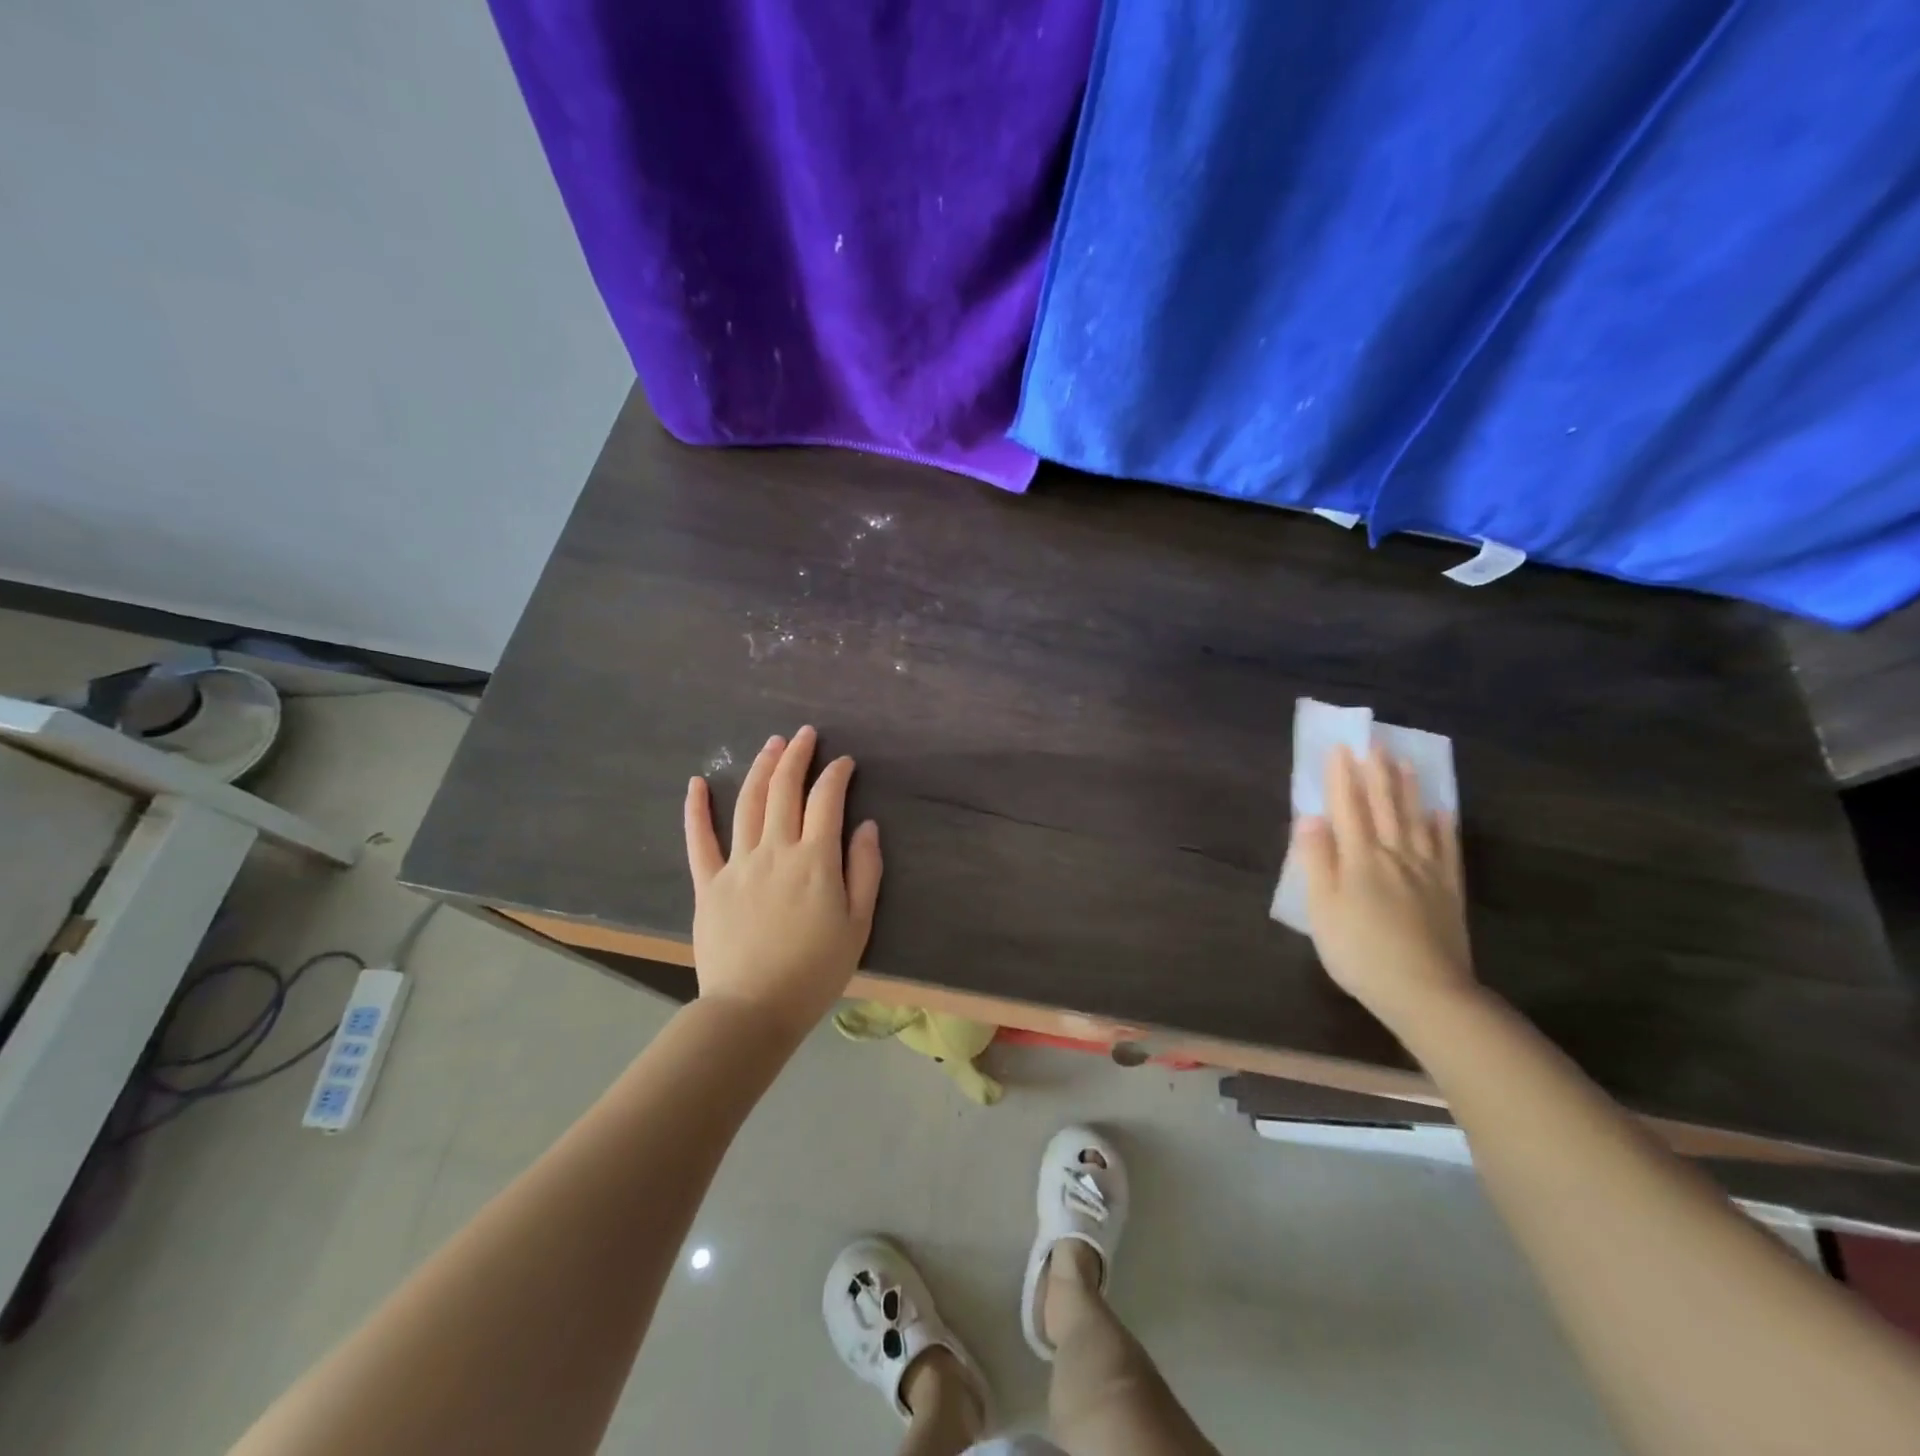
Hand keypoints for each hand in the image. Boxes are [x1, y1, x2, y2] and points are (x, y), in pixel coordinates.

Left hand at [683, 726, 881, 1040]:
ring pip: (747, 803)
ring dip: (760, 768)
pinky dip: (696, 809)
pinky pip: (699, 840)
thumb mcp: (858, 925)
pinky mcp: (708, 883)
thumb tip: (867, 825)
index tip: (844, 763)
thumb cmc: (815, 971)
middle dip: (797, 756)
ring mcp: (737, 864)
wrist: (753, 1009)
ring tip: (771, 745)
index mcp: (815, 860)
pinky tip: (697, 783)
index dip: (836, 775)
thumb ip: (864, 870)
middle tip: (805, 734)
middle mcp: (775, 850)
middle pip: (784, 790)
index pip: (827, 800)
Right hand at [1294, 744, 1477, 1030]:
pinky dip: (1443, 826)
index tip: (1339, 748)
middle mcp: (1393, 855)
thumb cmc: (1360, 952)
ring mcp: (1426, 871)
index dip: (1341, 777)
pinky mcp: (1448, 891)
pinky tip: (1442, 811)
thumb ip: (1316, 860)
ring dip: (1408, 789)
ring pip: (1416, 820)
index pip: (1347, 808)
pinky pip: (1447, 849)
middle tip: (1374, 742)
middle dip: (1376, 773)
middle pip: (1384, 806)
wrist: (1425, 992)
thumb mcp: (1322, 909)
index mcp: (1359, 859)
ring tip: (1404, 762)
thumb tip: (1310, 817)